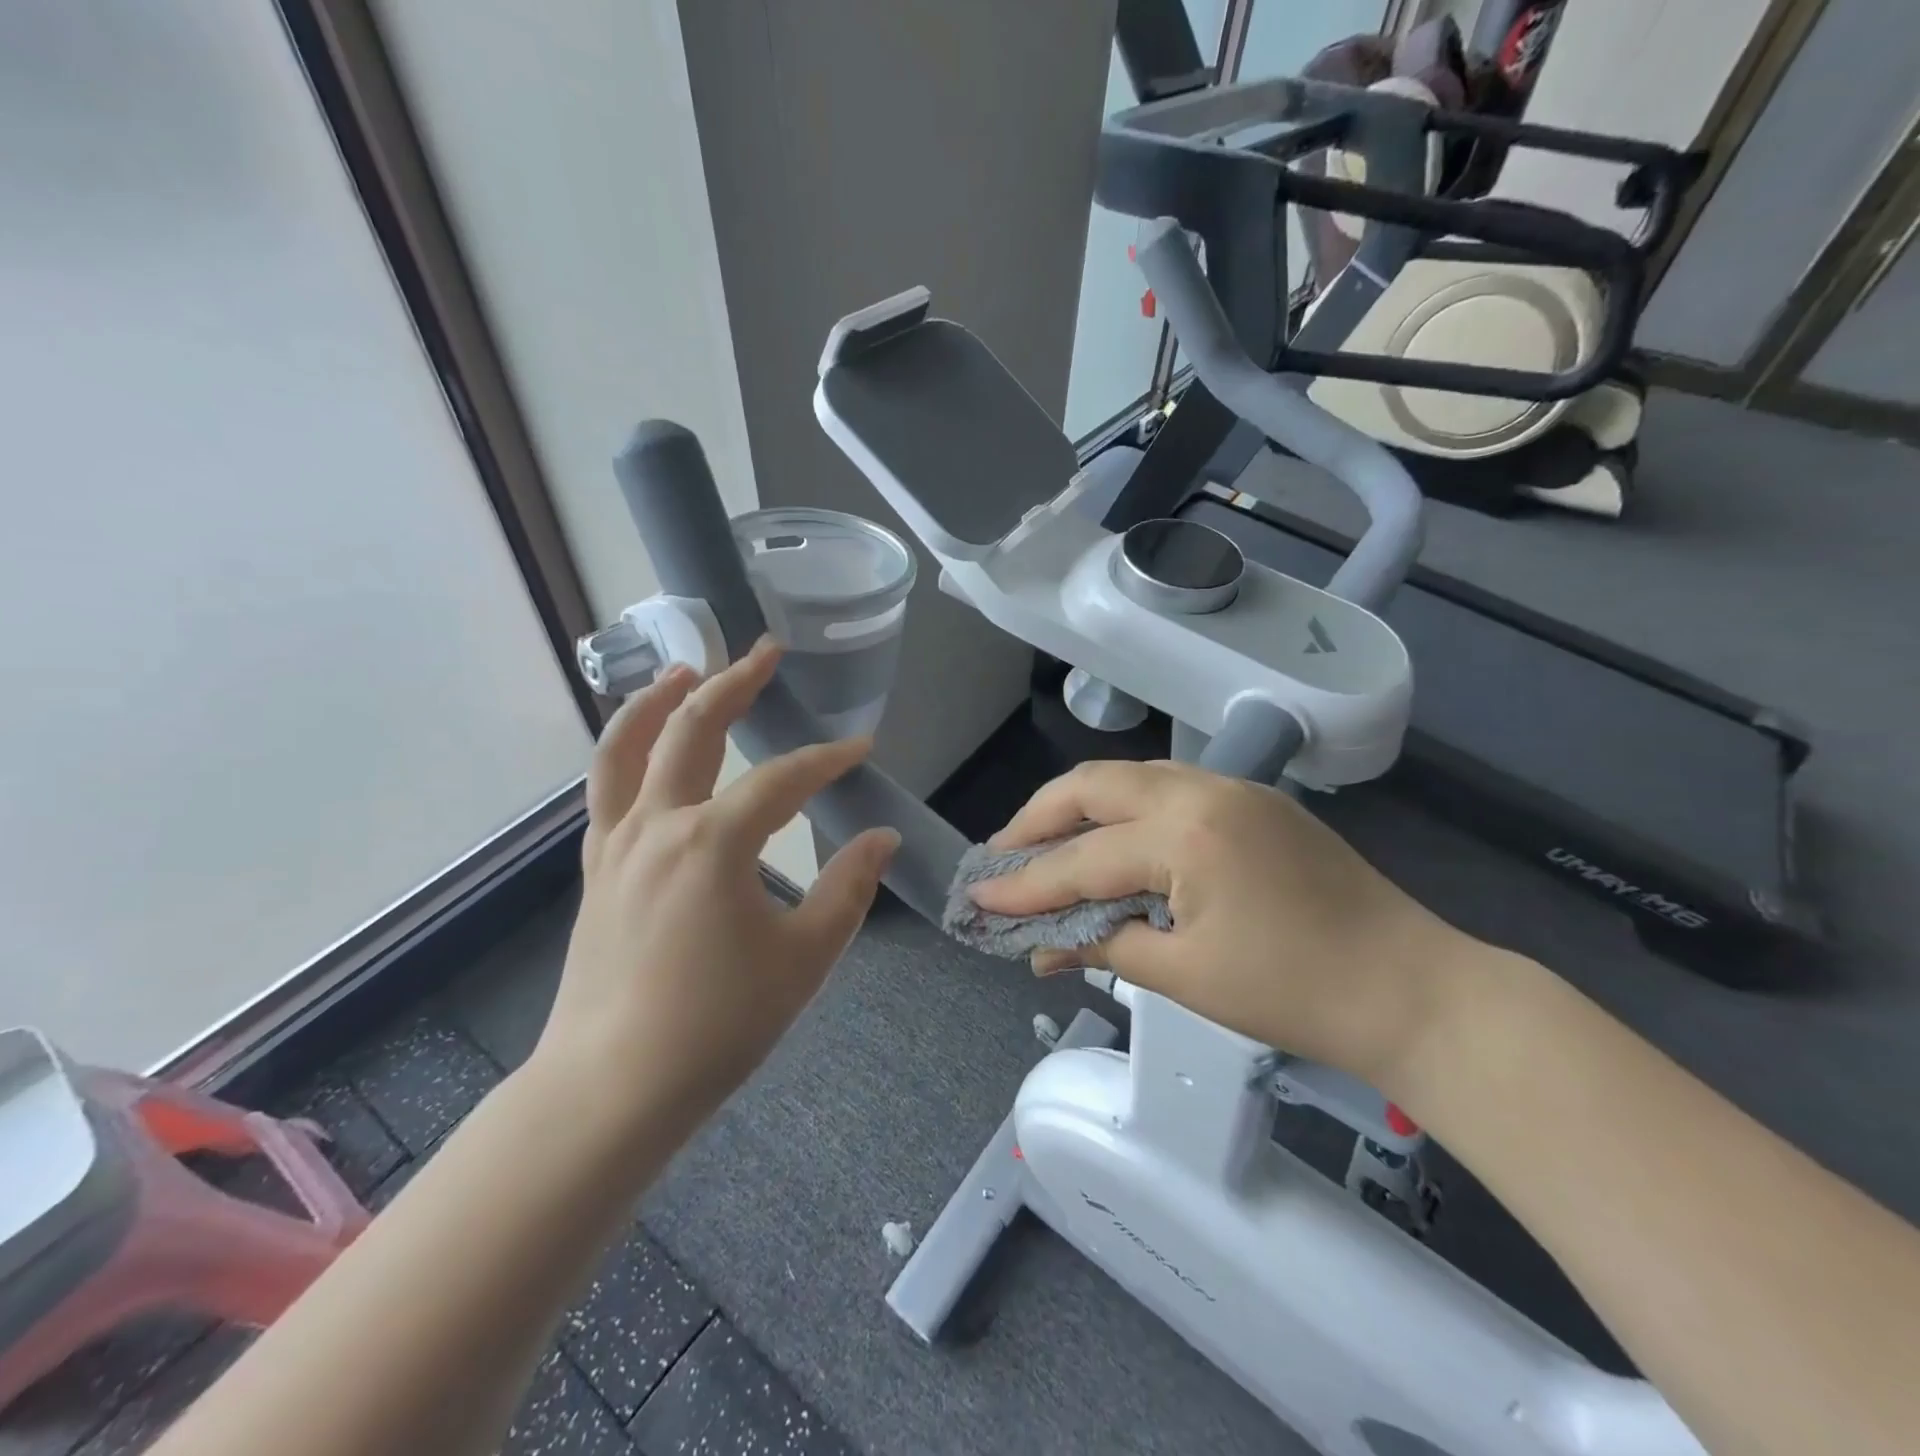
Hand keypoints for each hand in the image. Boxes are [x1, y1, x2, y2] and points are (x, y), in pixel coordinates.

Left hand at [536, 638, 898, 1137]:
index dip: (828, 760)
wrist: (613, 1087)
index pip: (784, 780)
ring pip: (627, 747)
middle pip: (693, 729)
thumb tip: (881, 838)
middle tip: (766, 652)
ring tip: (686, 669)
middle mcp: (659, 824)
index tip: (861, 750)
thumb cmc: (719, 1023)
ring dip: (658, 700)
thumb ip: (849, 889)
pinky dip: (626, 752)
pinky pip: (607, 790)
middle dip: (736, 684)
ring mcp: (618, 844)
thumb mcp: (805, 957)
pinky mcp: (598, 869)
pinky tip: (646, 749)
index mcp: (714, 842)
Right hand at [969, 760, 1482, 1090]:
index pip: (1082, 859)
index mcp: (1186, 834)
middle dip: (1038, 819)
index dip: (1026, 884)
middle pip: (1093, 786)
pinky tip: (1109, 842)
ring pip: (1129, 778)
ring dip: (1079, 808)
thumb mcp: (1186, 977)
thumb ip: (1104, 947)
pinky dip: (1123, 811)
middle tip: (1002, 855)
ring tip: (1043, 844)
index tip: (978, 897)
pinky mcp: (1252, 801)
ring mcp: (1232, 788)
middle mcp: (1202, 790)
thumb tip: (1040, 949)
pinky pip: (1166, 789)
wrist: (1413, 988)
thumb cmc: (1297, 993)